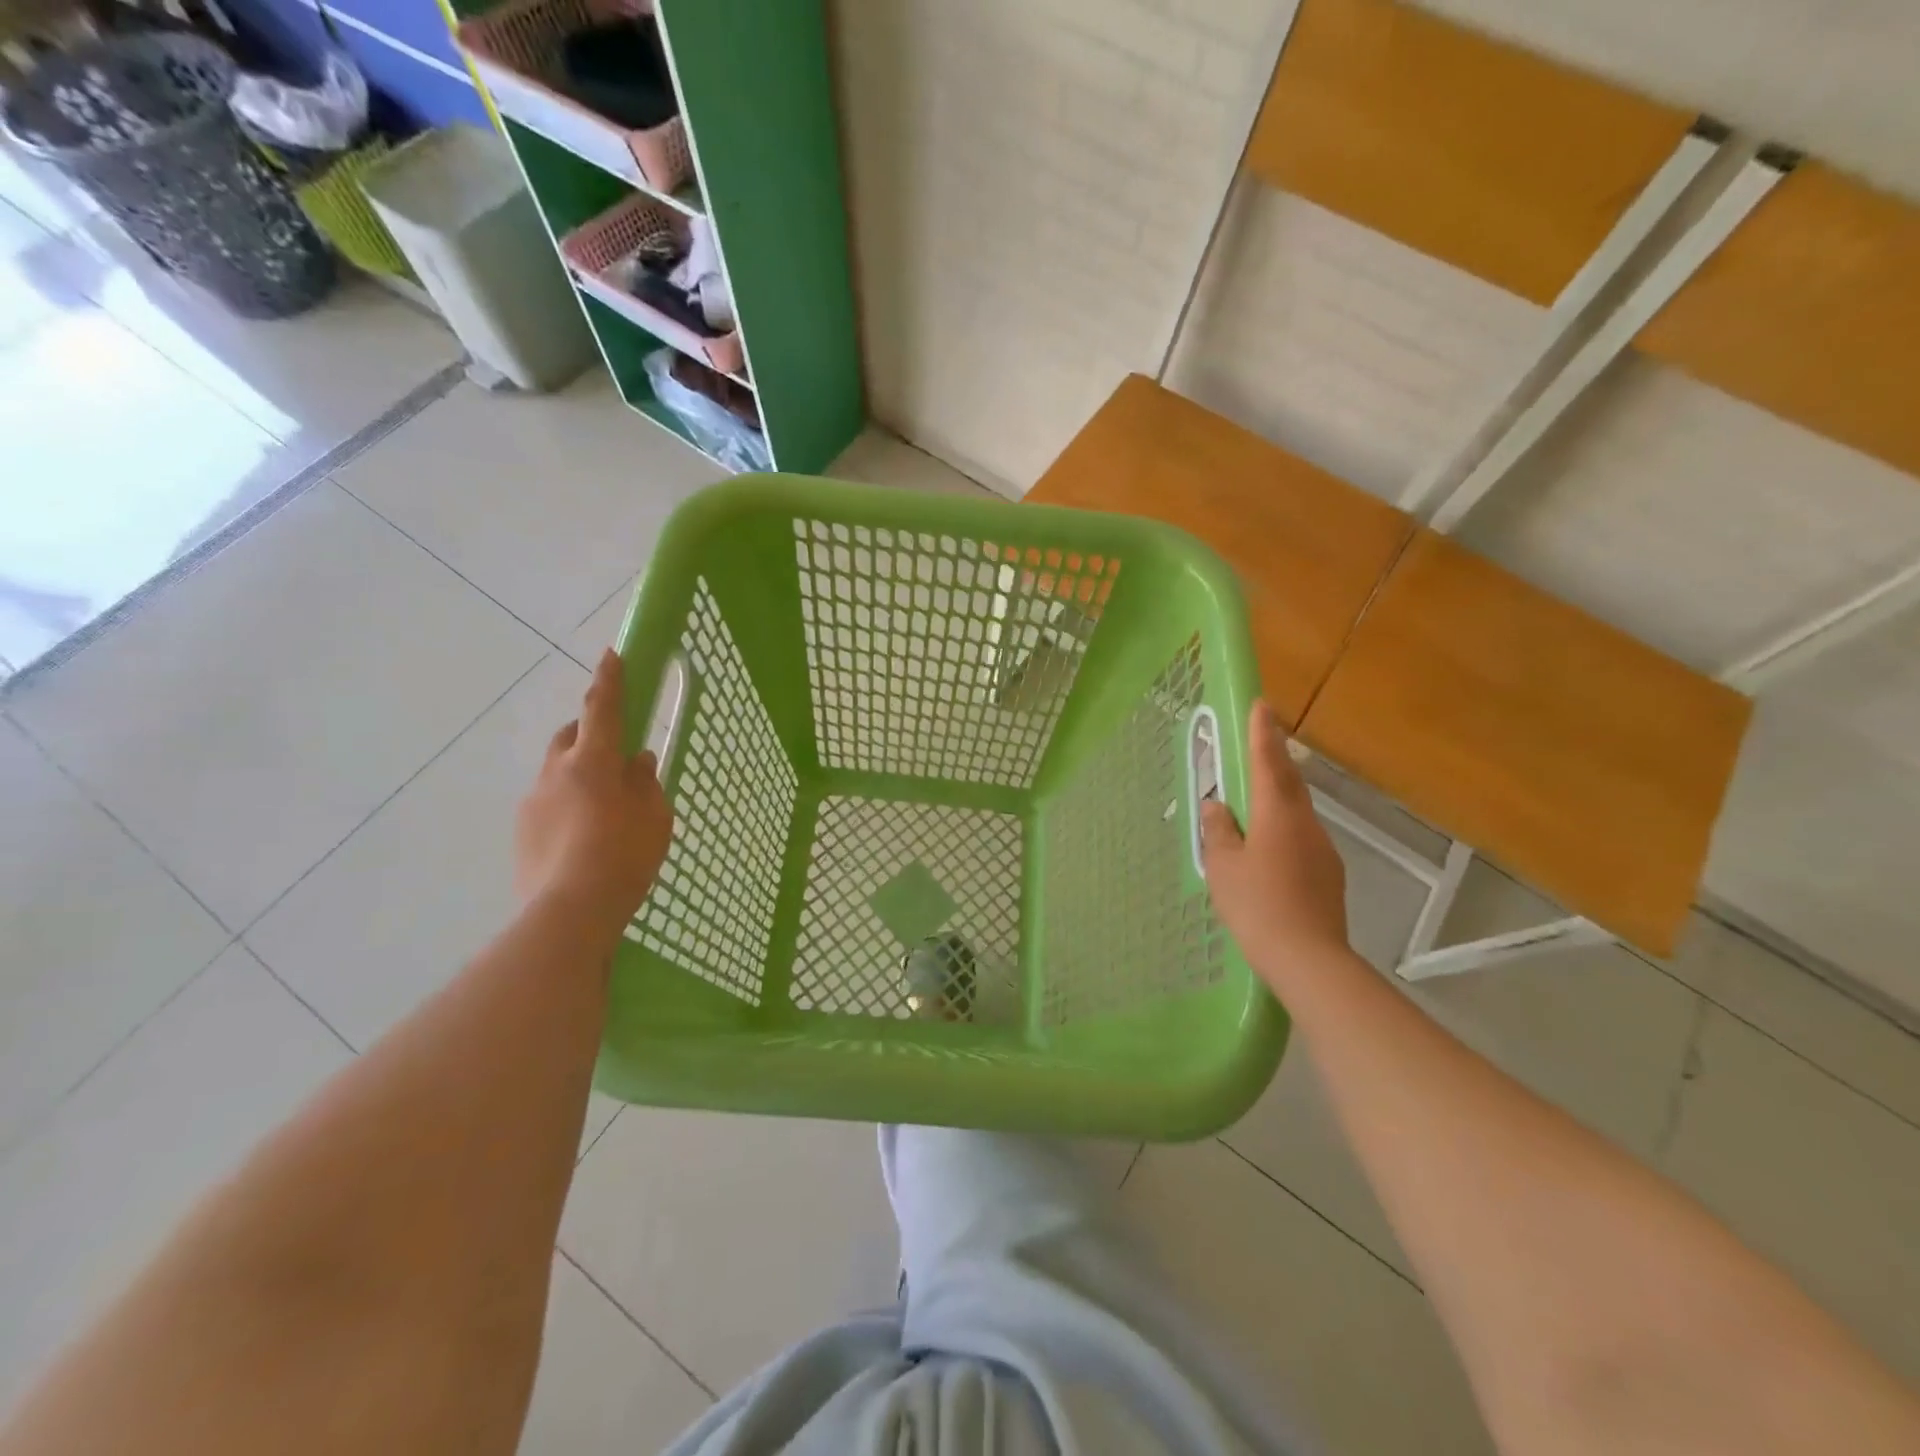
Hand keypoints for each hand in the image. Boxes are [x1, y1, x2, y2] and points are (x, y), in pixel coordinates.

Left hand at [515, 649, 671, 936]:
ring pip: (557, 771)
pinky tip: (584, 836)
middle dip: (590, 732)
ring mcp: (533, 801)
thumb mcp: (654, 818)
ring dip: (578, 773)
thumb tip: (638, 761)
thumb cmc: (624, 857)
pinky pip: (548, 802)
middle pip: (570, 736)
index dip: (609, 680)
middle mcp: (556, 772)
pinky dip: (566, 804)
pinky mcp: (522, 831)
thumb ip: (646, 783)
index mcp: (593, 762)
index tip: (611, 654)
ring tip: (603, 807)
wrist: (569, 912)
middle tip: (614, 751)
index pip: (602, 709)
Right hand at [1201, 700, 1349, 984]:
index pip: (1268, 762)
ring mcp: (1323, 851)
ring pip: (1296, 813)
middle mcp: (1306, 824)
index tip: (1262, 704)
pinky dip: (1283, 832)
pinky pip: (1301, 840)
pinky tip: (1268, 853)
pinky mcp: (1329, 876)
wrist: (1309, 958)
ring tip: (1254, 805)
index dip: (1263, 733)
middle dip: (1274, 761)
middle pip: (1289, 784)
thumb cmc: (1257, 905)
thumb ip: (1219, 831)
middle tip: (1260, 743)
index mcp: (1278, 814)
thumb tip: (1218, 806)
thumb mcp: (1223, 866)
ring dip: (1277, 800)